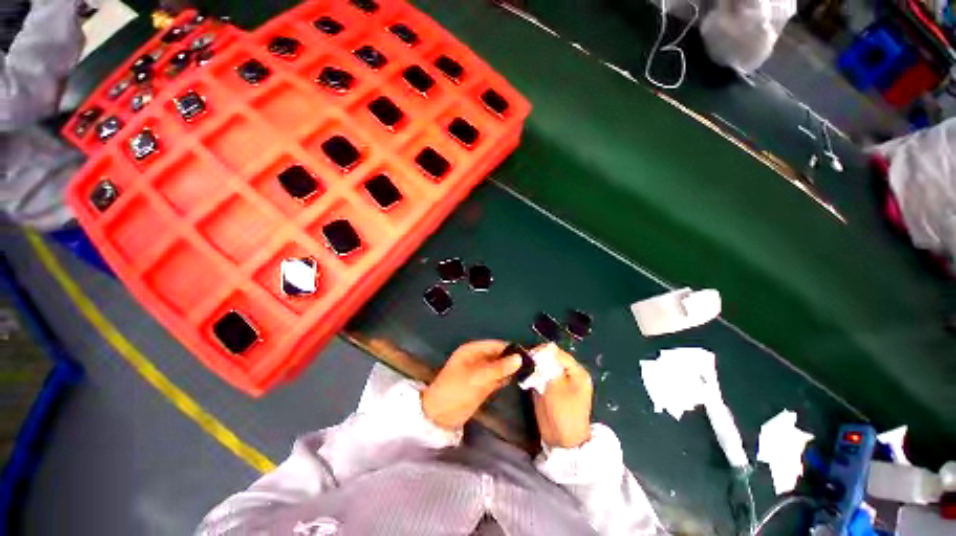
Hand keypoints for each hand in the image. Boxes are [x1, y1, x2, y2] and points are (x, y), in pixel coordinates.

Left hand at [422, 340, 522, 429]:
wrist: (439, 416)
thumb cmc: (455, 391)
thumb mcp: (477, 378)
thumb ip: (499, 368)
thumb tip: (519, 358)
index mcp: (472, 351)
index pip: (496, 345)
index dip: (510, 348)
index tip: (528, 354)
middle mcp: (477, 358)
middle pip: (498, 355)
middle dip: (512, 359)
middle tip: (532, 364)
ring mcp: (480, 372)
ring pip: (499, 367)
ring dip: (510, 369)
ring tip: (529, 371)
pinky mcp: (482, 385)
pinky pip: (496, 378)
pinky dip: (505, 379)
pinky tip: (517, 380)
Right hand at [533, 347, 592, 447]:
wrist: (562, 442)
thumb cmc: (563, 414)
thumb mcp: (557, 387)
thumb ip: (550, 366)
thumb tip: (545, 348)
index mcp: (576, 371)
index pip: (557, 353)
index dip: (543, 351)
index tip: (528, 355)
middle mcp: (569, 374)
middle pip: (550, 358)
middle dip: (538, 359)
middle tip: (525, 362)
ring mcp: (559, 382)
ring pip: (544, 367)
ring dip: (534, 367)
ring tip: (524, 369)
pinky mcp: (550, 389)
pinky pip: (541, 376)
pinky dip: (533, 376)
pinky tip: (526, 377)